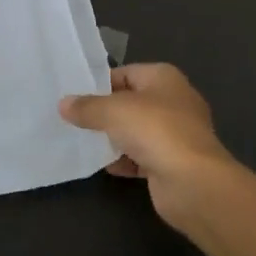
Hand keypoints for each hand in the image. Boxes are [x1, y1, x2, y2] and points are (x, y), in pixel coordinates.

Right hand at [59, 63, 238, 226]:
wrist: (192, 182)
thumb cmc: (155, 130)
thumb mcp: (113, 111)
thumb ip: (87, 107)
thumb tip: (63, 104)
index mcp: (164, 78)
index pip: (125, 73)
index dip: (100, 84)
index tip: (74, 97)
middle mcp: (173, 101)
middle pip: (131, 103)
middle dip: (105, 112)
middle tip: (74, 120)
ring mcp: (175, 133)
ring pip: (136, 131)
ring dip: (114, 138)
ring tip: (84, 143)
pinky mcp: (172, 162)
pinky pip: (142, 156)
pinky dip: (126, 161)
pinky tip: (106, 166)